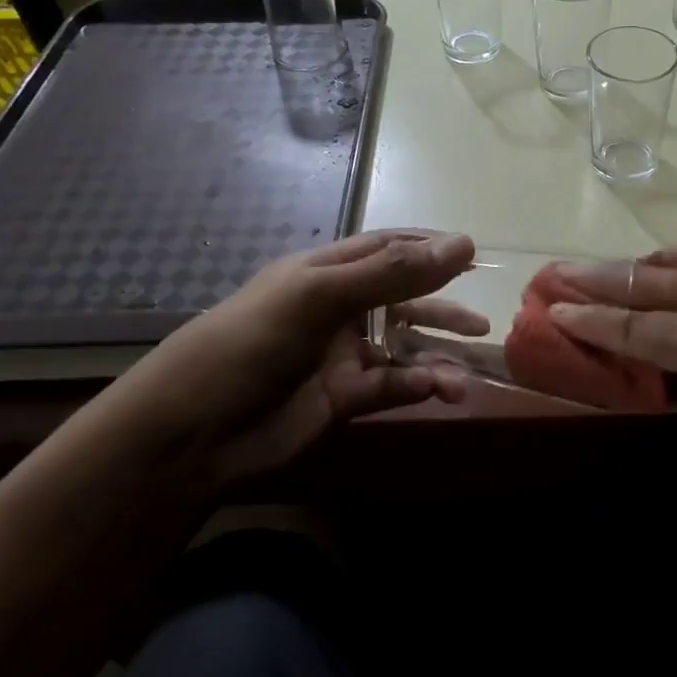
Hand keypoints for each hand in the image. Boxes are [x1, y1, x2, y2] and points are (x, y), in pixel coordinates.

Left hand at [89, 231, 483, 490]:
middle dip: (443, 307)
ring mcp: (343, 355)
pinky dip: (420, 386)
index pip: (387, 248)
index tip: (473, 255)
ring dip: (438, 354)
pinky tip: (442, 390)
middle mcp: (339, 308)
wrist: (193, 432)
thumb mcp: (321, 295)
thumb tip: (464, 244)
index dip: (429, 249)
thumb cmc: (252, 341)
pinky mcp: (345, 399)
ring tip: (471, 366)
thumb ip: (393, 272)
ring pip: (404, 347)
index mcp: (326, 272)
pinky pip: (394, 386)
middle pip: (404, 299)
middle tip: (482, 321)